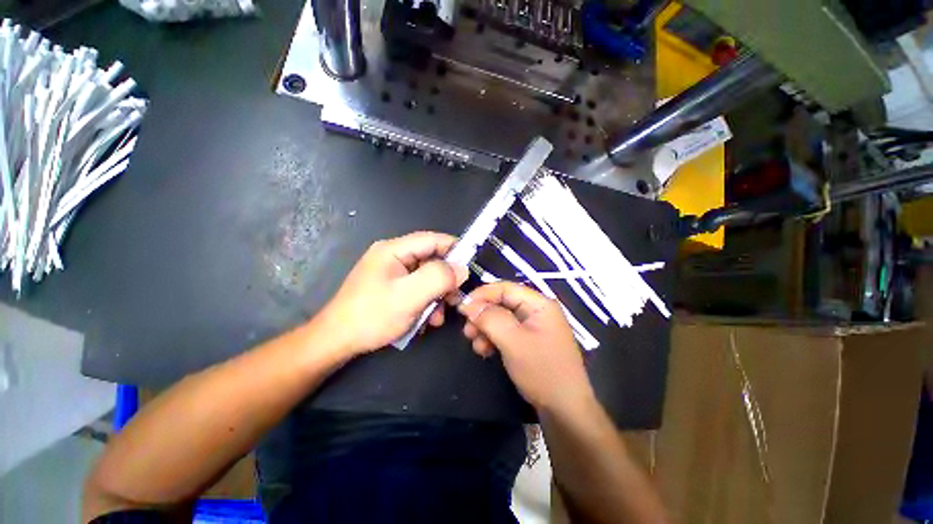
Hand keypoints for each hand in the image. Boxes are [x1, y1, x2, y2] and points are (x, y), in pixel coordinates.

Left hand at [317, 231, 467, 355]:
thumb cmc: (372, 316)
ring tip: (438, 317)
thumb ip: (438, 277)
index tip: (472, 264)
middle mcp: (393, 257)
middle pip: (430, 260)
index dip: (455, 248)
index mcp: (394, 250)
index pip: (432, 239)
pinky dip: (426, 302)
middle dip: (445, 280)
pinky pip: (416, 289)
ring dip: (436, 295)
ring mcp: (391, 273)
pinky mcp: (391, 288)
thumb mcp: (409, 296)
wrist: (337, 342)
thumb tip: (462, 268)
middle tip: (455, 299)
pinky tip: (427, 319)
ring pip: (426, 277)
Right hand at [457, 282, 594, 412]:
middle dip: (482, 315)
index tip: (462, 308)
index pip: (505, 288)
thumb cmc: (542, 371)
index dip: (482, 295)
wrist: (565, 410)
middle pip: (502, 303)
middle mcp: (537, 311)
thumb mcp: (513, 342)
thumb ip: (490, 319)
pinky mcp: (529, 341)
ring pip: (501, 319)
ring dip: (485, 329)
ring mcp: (534, 327)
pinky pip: (506, 332)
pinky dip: (493, 339)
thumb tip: (468, 304)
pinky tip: (485, 351)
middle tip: (467, 331)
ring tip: (476, 345)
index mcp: (539, 304)